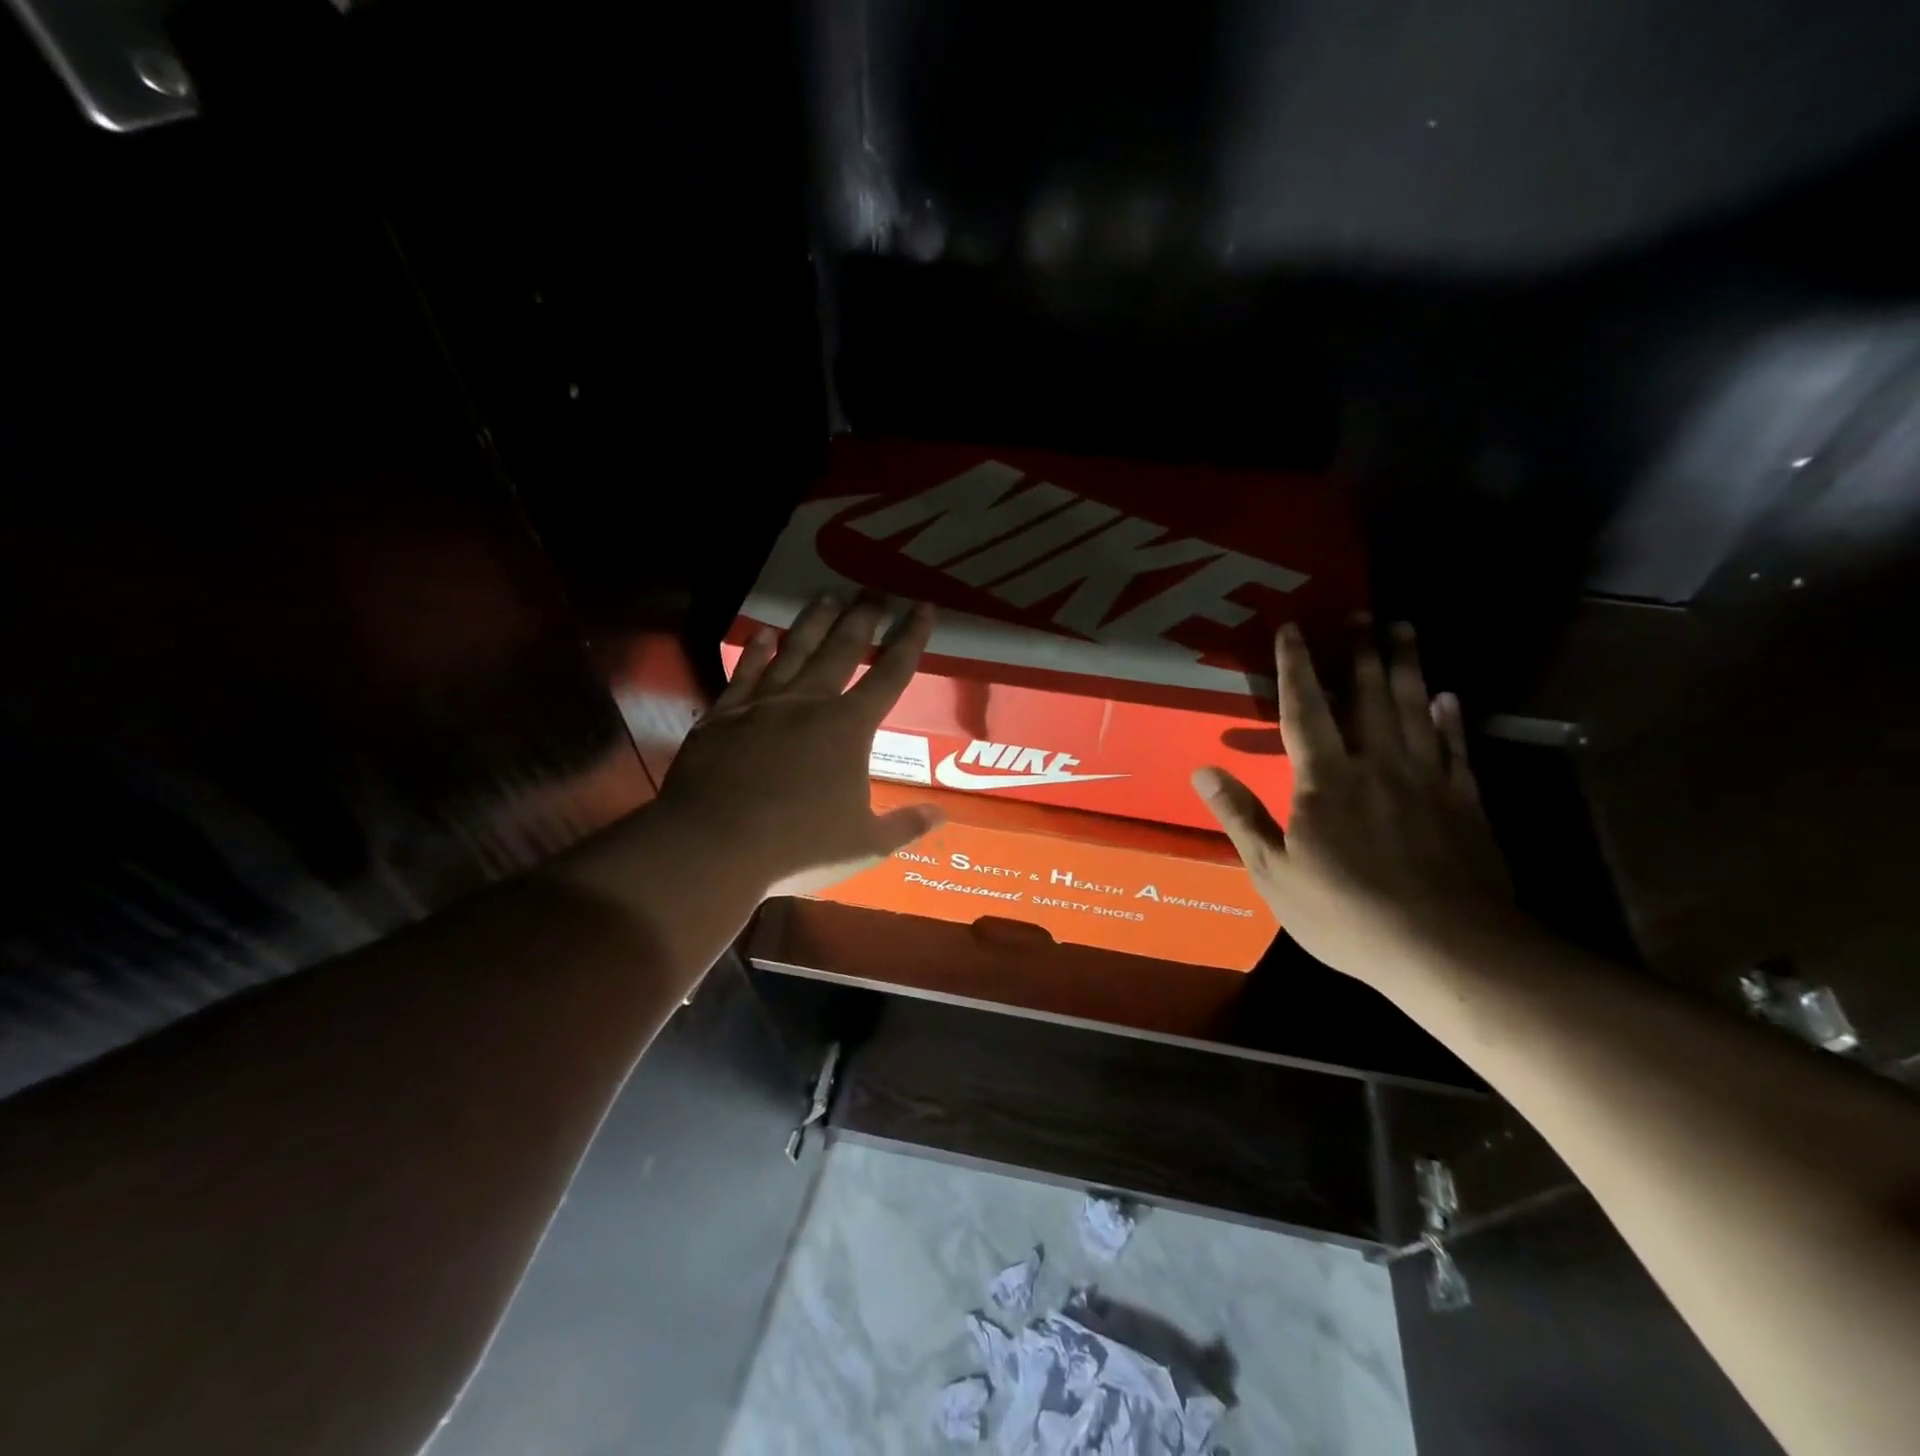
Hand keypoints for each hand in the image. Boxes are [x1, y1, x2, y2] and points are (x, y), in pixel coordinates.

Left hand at [658, 596, 943, 897]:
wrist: (713, 846)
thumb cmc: (799, 846)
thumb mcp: (865, 844)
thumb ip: (905, 825)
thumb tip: (941, 815)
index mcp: (849, 728)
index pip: (891, 674)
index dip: (911, 640)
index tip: (923, 608)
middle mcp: (808, 703)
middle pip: (841, 649)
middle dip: (862, 617)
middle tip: (874, 590)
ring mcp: (762, 705)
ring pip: (793, 651)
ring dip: (813, 622)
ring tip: (826, 596)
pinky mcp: (724, 716)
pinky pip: (745, 673)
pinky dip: (756, 651)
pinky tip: (762, 634)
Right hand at [1192, 619, 1516, 988]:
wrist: (1449, 948)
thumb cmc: (1348, 913)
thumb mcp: (1274, 873)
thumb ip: (1240, 816)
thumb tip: (1202, 770)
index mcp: (1325, 781)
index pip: (1305, 711)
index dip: (1295, 667)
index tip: (1292, 627)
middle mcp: (1377, 766)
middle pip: (1367, 697)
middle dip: (1360, 651)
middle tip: (1362, 611)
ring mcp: (1426, 781)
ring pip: (1414, 710)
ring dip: (1407, 666)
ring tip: (1404, 629)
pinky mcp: (1464, 803)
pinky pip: (1455, 748)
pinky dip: (1450, 719)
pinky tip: (1448, 698)